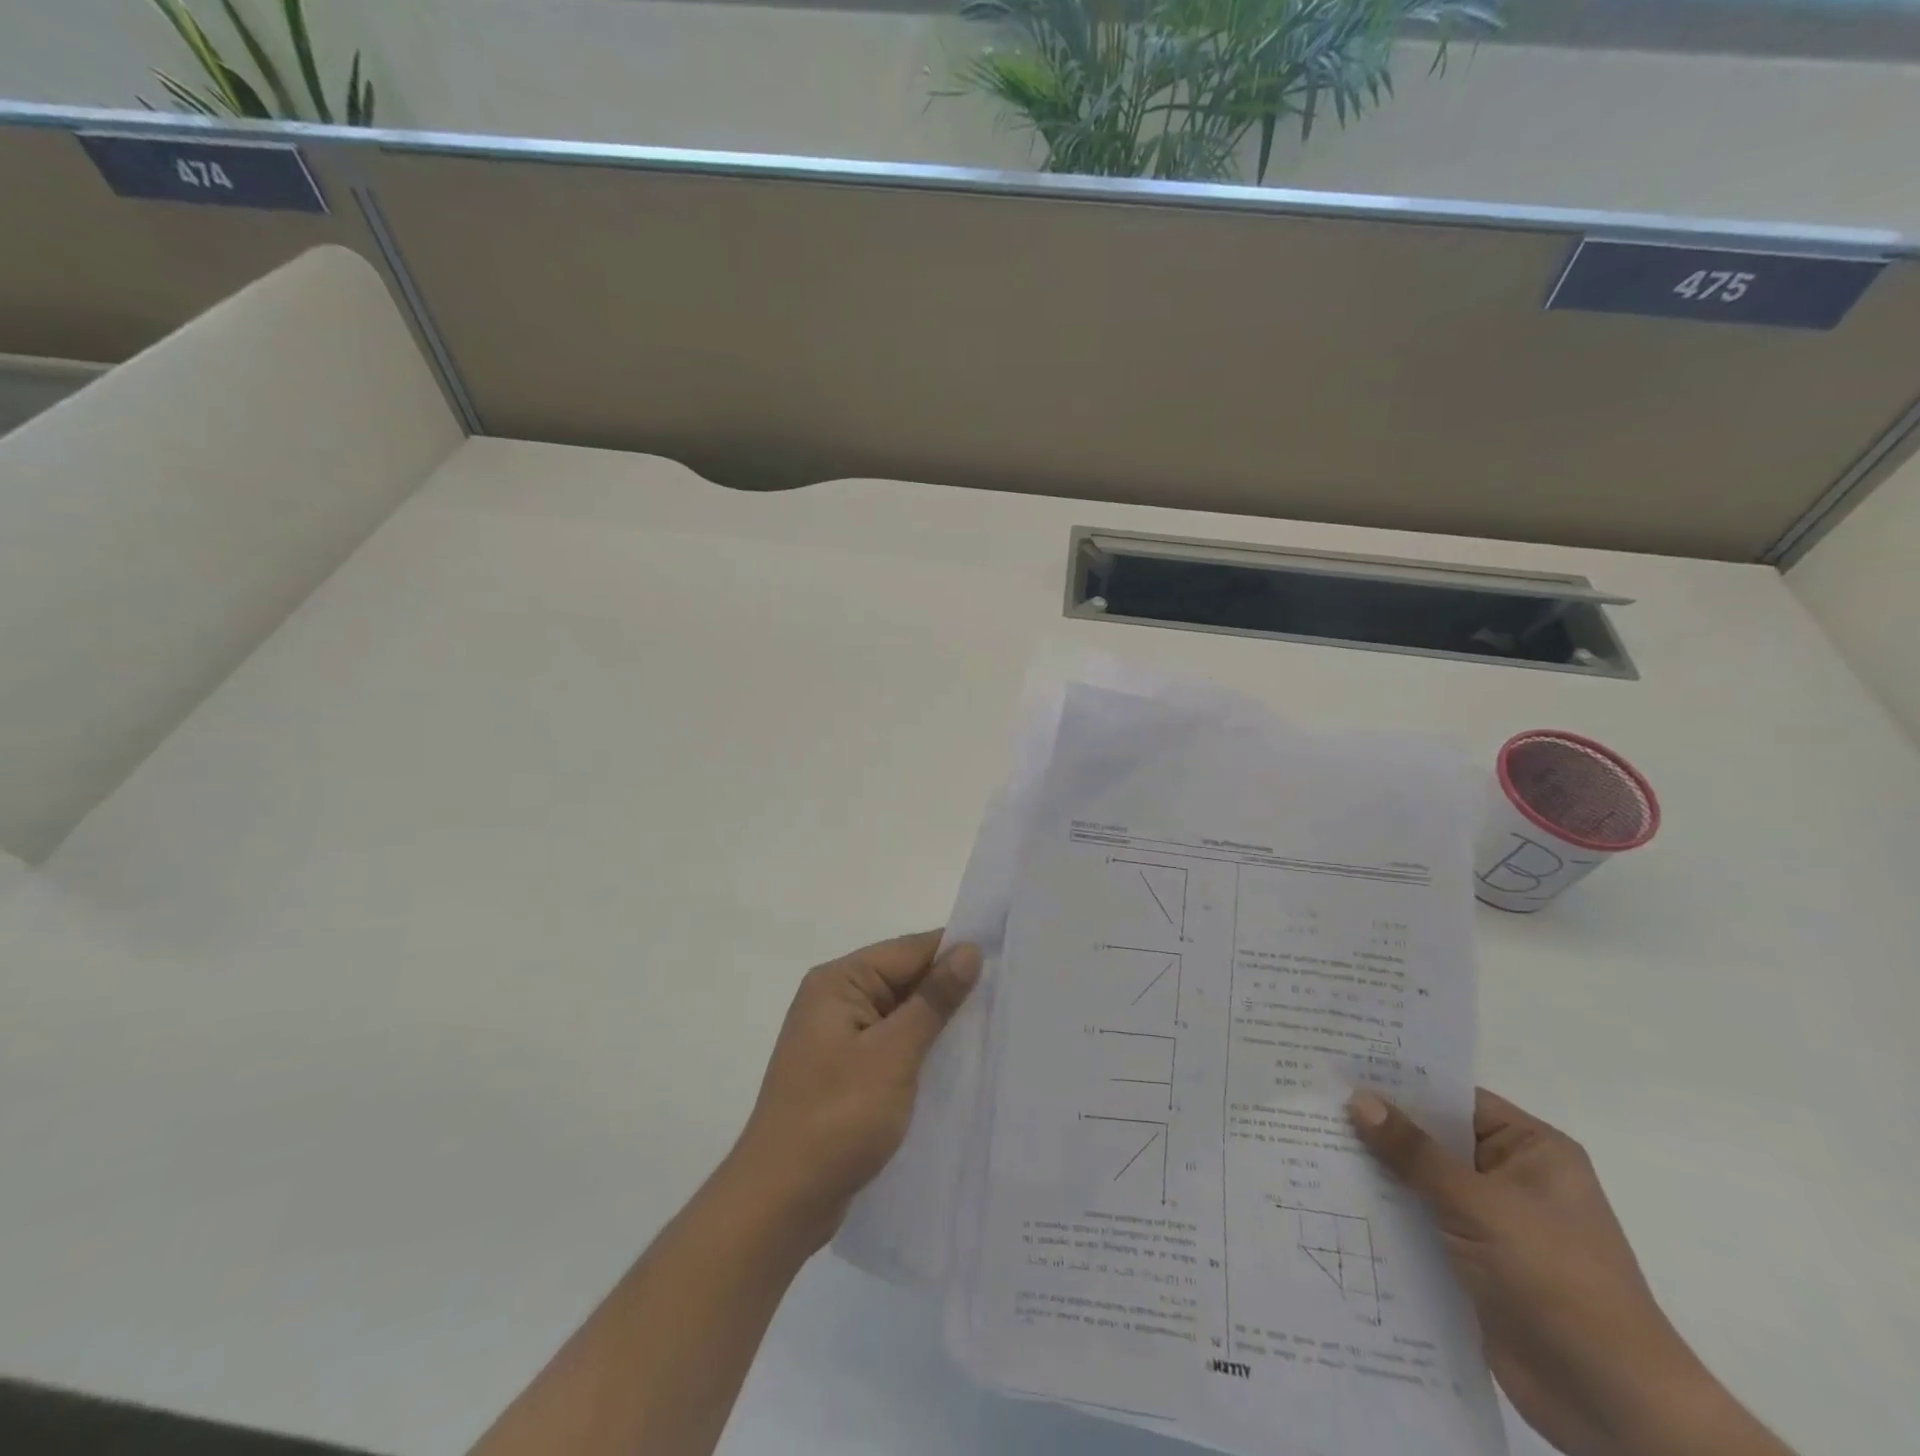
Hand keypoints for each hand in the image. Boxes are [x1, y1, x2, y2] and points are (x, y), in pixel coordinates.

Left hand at [730, 930, 981, 1251]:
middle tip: (1010, 997)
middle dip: (951, 989)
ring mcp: (838, 1038)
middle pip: (905, 979)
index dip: (956, 953)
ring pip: (901, 1015)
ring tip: (996, 1028)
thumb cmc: (837, 1118)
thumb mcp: (893, 1054)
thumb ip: (933, 1000)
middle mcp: (835, 1000)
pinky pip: (892, 1046)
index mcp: (839, 982)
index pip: (909, 950)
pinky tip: (958, 1064)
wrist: (779, 1203)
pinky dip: (921, 1050)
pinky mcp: (845, 1073)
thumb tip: (969, 950)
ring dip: (939, 1024)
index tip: (1007, 961)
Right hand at [1347, 1087, 1729, 1455]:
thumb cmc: (1557, 1282)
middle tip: (1310, 1099)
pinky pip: (1419, 1221)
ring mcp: (1491, 1221)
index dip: (1398, 1081)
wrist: (1612, 1407)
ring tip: (1306, 1140)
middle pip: (1432, 1137)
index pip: (1452, 1097)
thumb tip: (1358, 1098)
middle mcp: (1510, 1177)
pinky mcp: (1472, 1262)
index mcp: (1530, 1149)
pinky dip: (1384, 1211)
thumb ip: (1415, 1152)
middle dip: (1377, 1126)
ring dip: (1375, 1170)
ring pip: (1420, 1181)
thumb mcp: (1479, 1206)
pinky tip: (1332, 1195)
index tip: (1339, 1063)